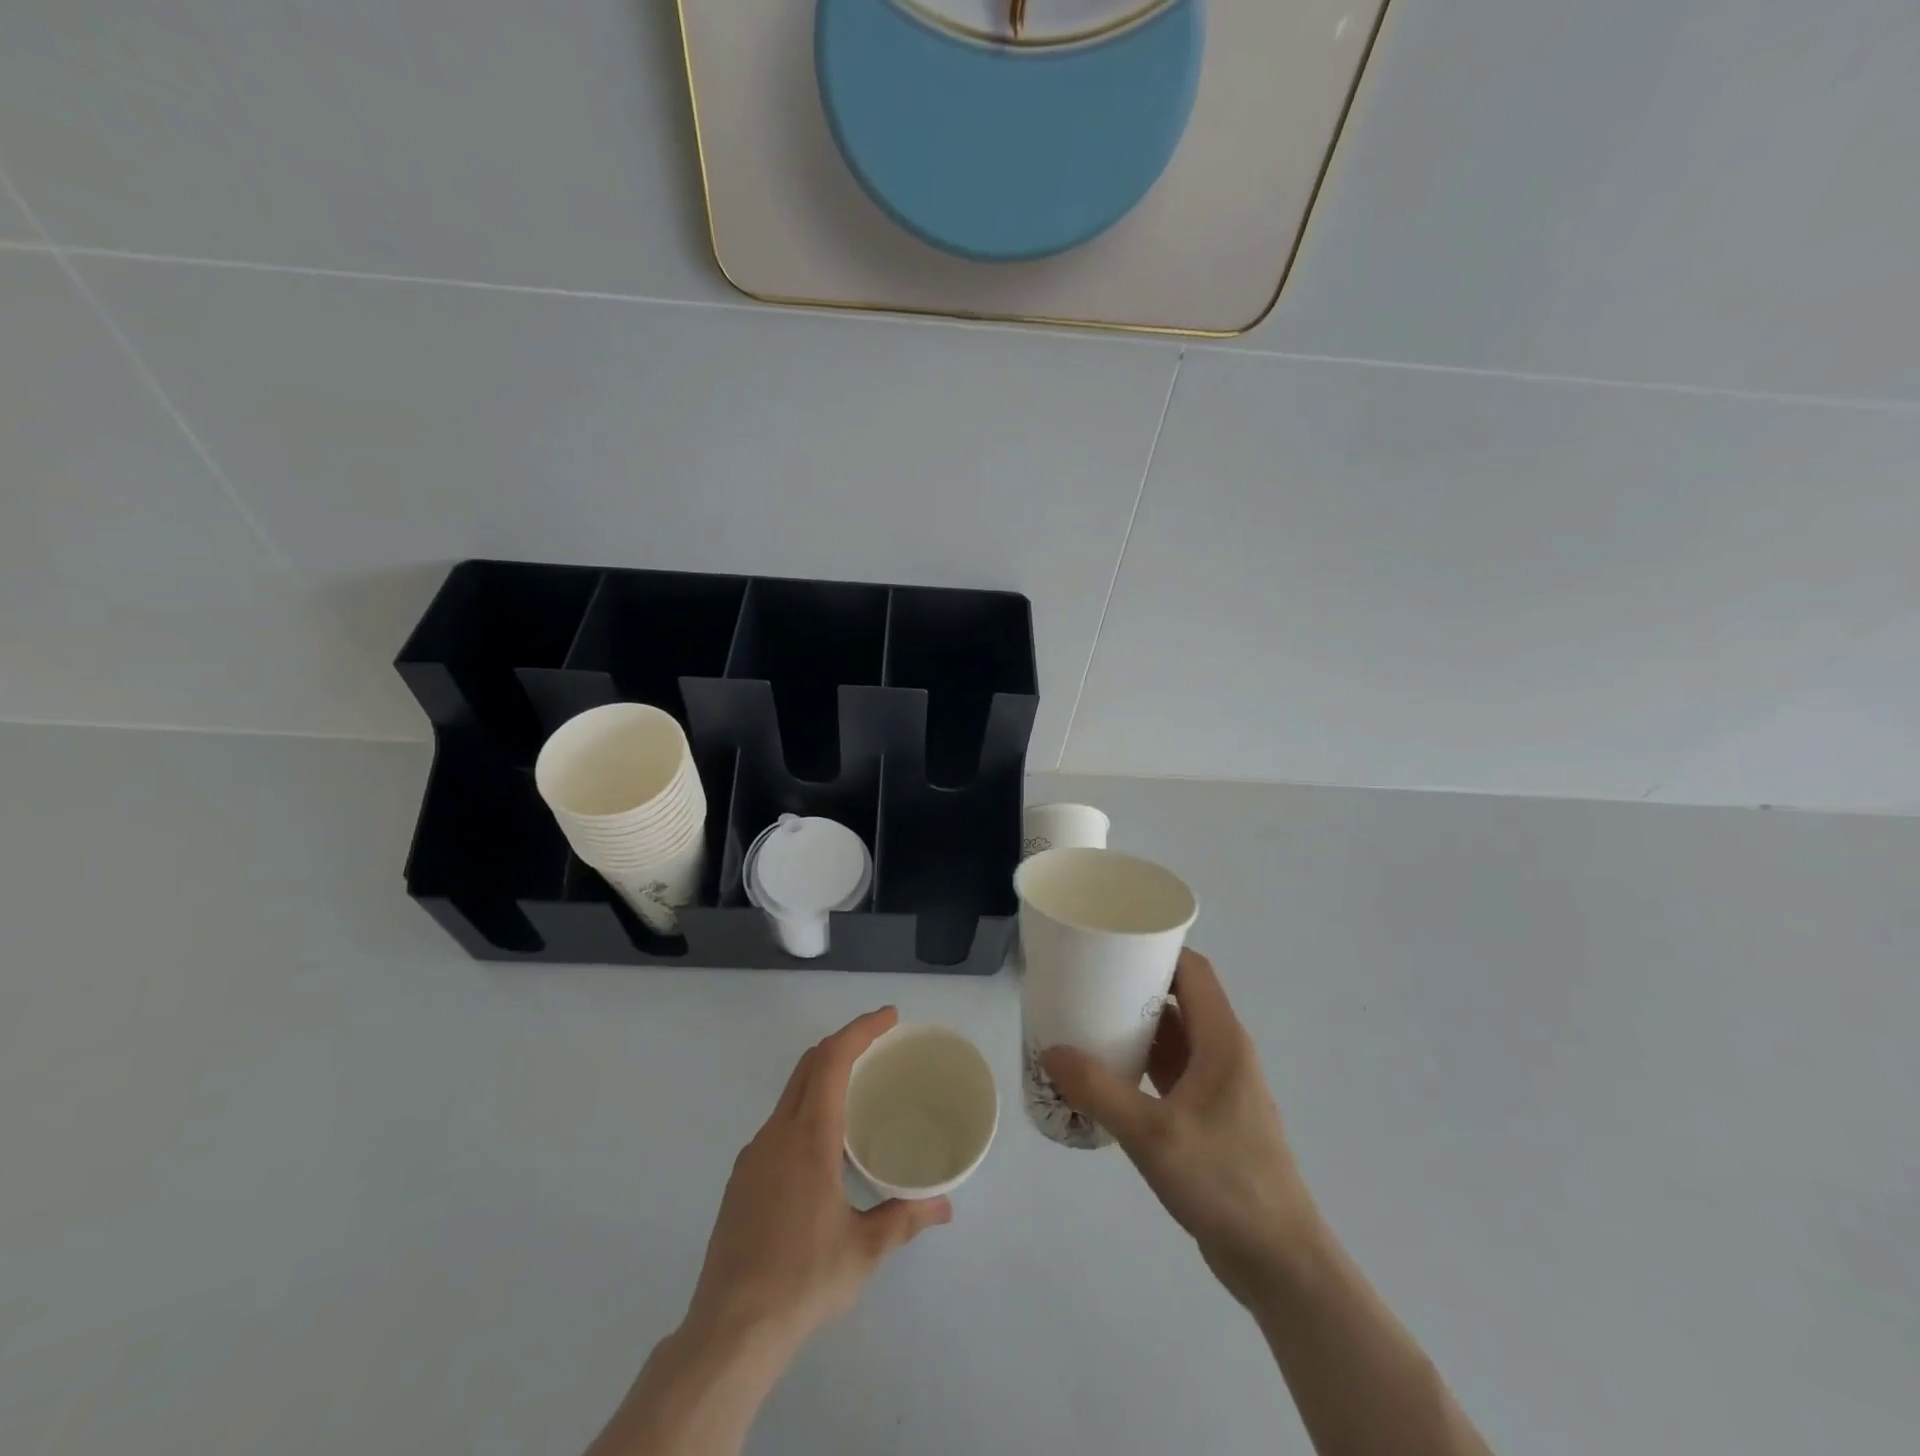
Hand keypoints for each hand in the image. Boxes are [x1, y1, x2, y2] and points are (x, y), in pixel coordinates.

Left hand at [685, 1007, 952, 1356]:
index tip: (889, 1017)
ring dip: (823, 1074)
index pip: (832, 1060)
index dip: (860, 1029)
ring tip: (857, 1088)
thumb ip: (905, 1218)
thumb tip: (944, 1205)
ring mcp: (754, 1155)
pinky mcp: (741, 1178)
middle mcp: (777, 1134)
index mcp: (809, 1138)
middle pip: (808, 1065)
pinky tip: (823, 1143)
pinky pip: (779, 1122)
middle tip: (879, 1041)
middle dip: (844, 1042)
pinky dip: (806, 1106)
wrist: (730, 1330)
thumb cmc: (803, 1280)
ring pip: (790, 1092)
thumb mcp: (864, 1250)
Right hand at [1042, 950, 1316, 1308]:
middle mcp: (1224, 1052)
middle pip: (1181, 997)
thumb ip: (1099, 1091)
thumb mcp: (1152, 1134)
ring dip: (1137, 1025)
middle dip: (1136, 984)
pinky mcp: (1211, 1115)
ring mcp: (1219, 1086)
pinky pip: (1172, 1070)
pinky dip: (1143, 1061)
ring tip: (1088, 1019)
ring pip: (1176, 1036)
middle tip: (1086, 979)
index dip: (1157, 948)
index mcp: (1222, 1040)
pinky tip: (1109, 1072)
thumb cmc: (1224, 1181)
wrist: (1277, 1261)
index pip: (1193, 970)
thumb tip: (1050, 1052)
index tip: (1113, 941)